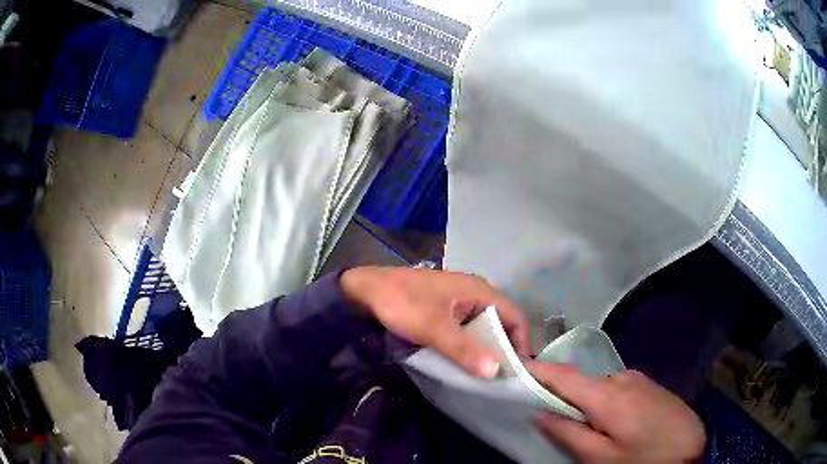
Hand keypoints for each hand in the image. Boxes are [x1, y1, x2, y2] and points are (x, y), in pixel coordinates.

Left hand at [341, 266, 529, 377]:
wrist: (365, 290)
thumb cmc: (402, 303)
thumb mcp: (433, 328)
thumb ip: (464, 349)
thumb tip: (496, 371)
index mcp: (479, 291)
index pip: (515, 316)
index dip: (522, 342)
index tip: (519, 370)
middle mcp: (475, 293)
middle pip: (502, 322)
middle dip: (505, 348)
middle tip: (503, 377)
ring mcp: (460, 300)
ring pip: (485, 326)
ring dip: (487, 348)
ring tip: (487, 374)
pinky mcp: (446, 309)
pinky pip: (468, 328)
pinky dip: (471, 344)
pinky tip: (466, 361)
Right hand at [529, 363, 705, 462]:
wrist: (692, 447)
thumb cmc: (643, 458)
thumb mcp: (601, 457)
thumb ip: (569, 433)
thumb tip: (541, 412)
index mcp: (607, 394)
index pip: (563, 374)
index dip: (536, 370)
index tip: (514, 370)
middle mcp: (621, 377)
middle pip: (581, 381)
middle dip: (561, 395)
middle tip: (548, 417)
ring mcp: (638, 379)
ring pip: (599, 386)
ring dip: (586, 401)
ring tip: (585, 427)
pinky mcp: (649, 385)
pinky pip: (617, 389)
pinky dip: (604, 401)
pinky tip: (613, 423)